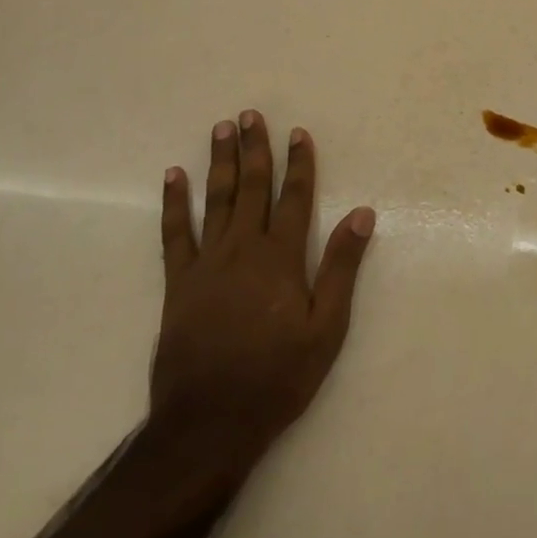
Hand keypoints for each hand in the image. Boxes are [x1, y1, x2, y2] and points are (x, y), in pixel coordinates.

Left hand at [151, 111, 375, 465]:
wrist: (209, 422)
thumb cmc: (277, 376)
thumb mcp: (326, 328)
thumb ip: (341, 267)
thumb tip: (363, 214)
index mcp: (281, 257)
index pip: (294, 197)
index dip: (299, 163)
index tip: (298, 133)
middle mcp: (243, 248)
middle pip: (252, 188)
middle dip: (255, 149)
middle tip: (250, 115)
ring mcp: (207, 263)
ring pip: (216, 199)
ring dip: (220, 162)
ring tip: (221, 129)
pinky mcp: (178, 282)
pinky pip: (174, 233)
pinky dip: (174, 203)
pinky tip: (173, 177)